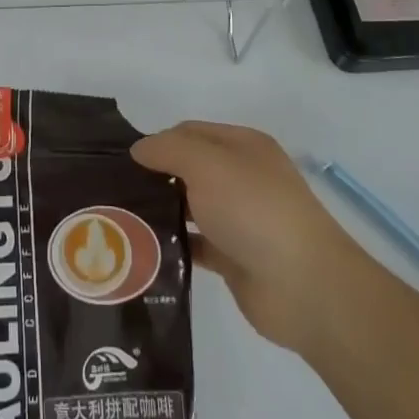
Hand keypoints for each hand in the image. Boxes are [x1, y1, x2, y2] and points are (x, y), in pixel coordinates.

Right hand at [132, 121, 357, 355]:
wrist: (304, 286)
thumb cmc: (254, 209)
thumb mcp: (207, 164)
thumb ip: (168, 150)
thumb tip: (139, 150)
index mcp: (243, 146)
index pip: (190, 132)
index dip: (157, 142)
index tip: (122, 161)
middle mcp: (242, 178)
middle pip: (188, 169)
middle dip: (155, 177)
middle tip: (114, 191)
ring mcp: (239, 219)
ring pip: (190, 207)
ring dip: (161, 211)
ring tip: (119, 220)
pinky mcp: (234, 258)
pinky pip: (195, 244)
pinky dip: (173, 245)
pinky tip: (143, 250)